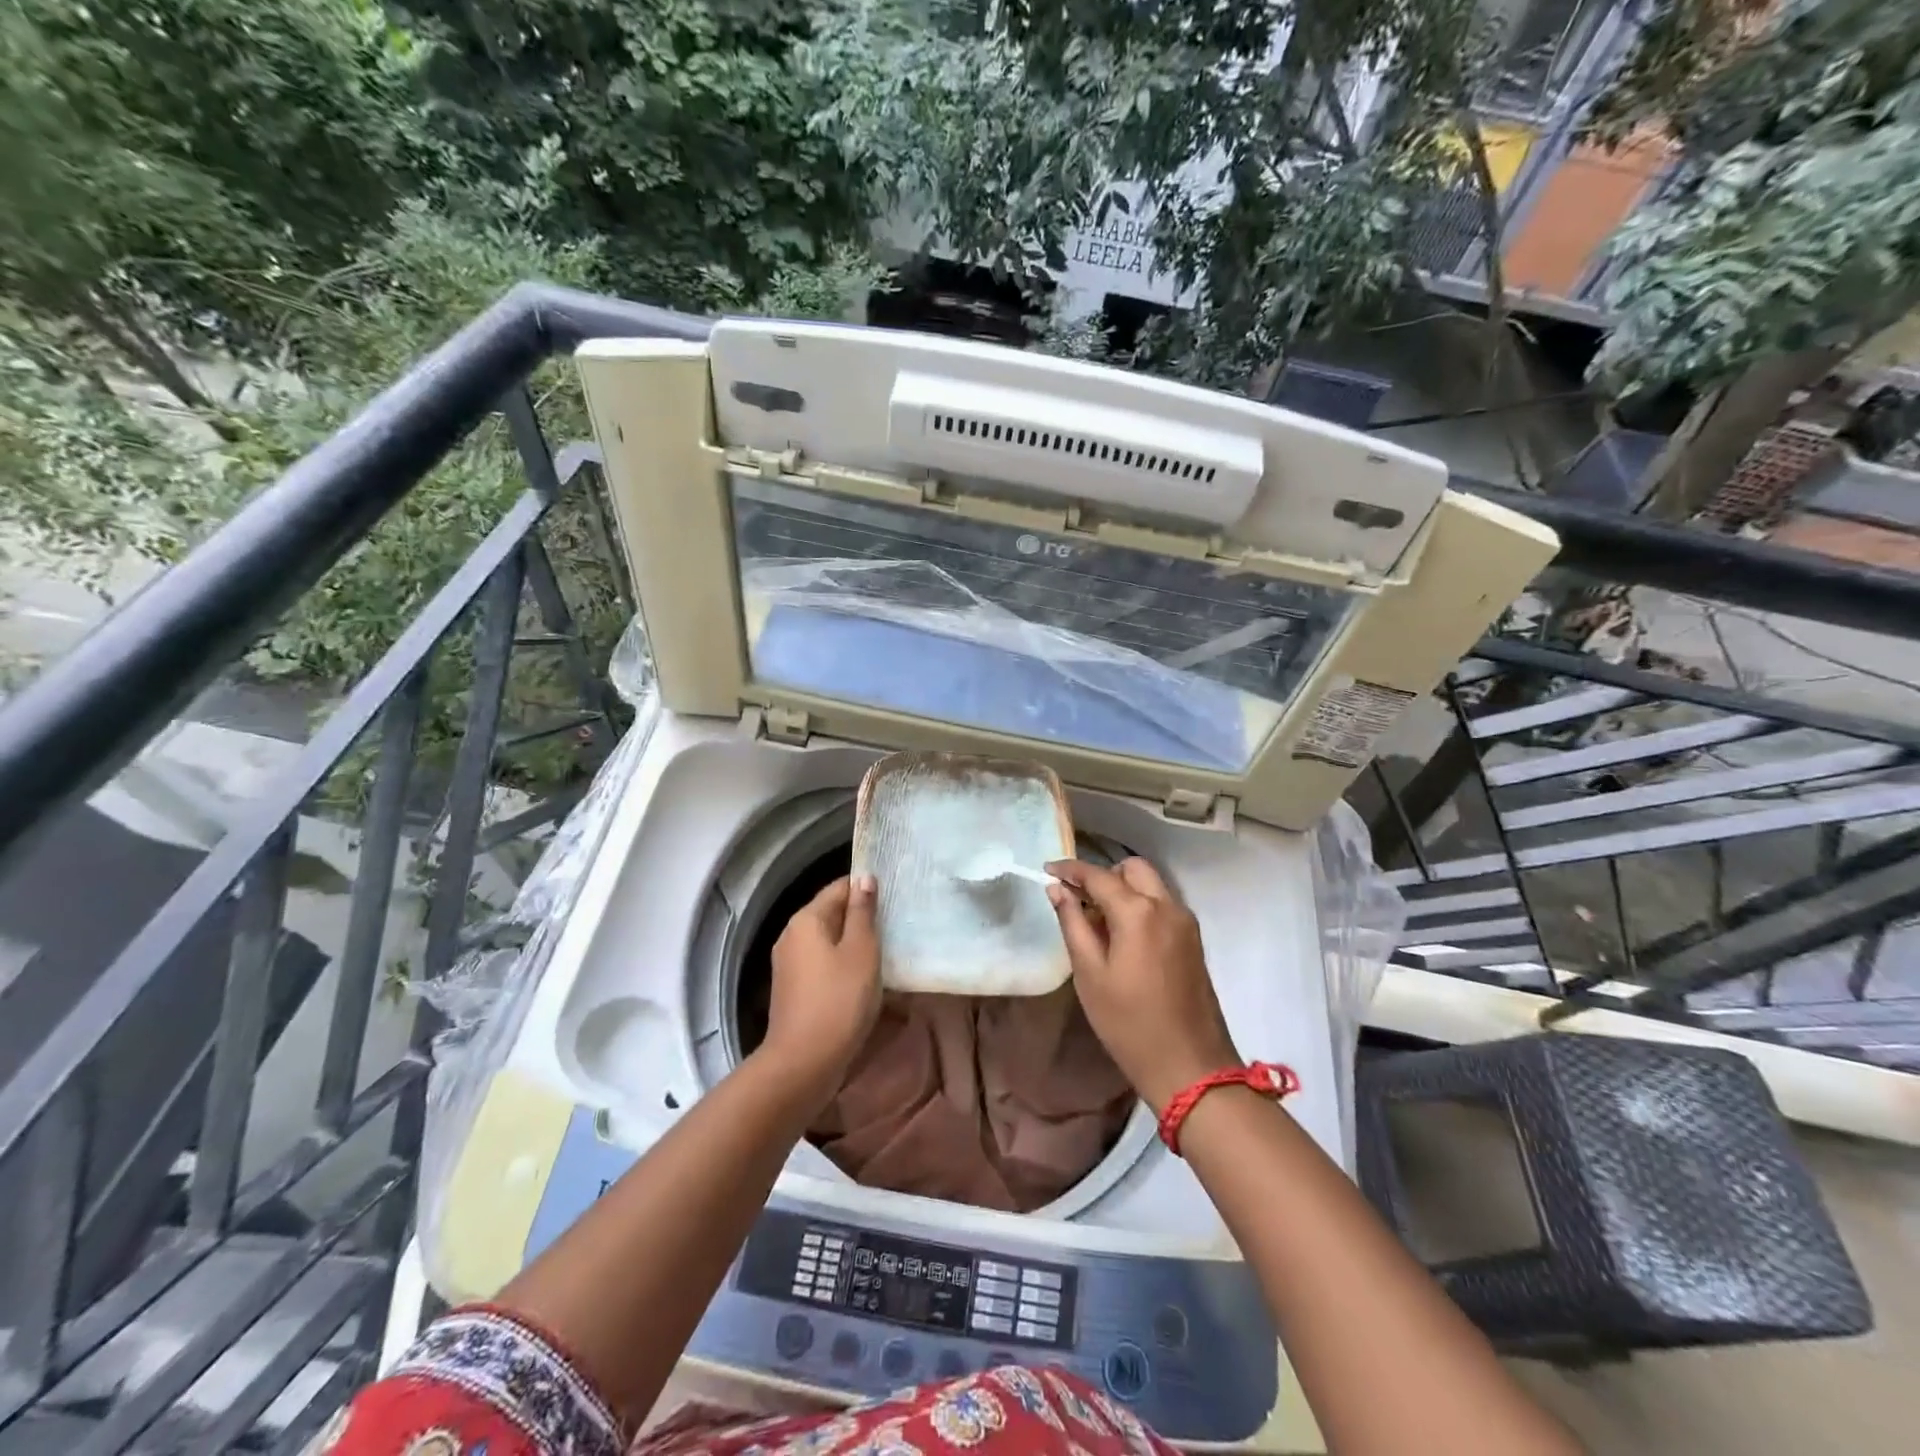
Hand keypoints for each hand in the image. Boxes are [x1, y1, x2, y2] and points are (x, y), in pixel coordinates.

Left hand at [762, 875, 881, 1105]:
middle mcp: (792, 935)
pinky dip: (842, 963)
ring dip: (854, 942)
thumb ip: (862, 913)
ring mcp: (789, 963)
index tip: (895, 896)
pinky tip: (864, 977)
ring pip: (827, 940)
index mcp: (806, 920)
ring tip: (886, 950)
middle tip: (895, 924)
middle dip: (861, 916)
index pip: (839, 888)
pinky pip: (822, 963)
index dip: (866, 888)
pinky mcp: (793, 988)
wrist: (803, 1063)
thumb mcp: (861, 952)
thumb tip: (864, 878)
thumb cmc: (839, 1000)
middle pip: (831, 913)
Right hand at [1046, 858, 1239, 1113]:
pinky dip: (1140, 905)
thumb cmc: (1129, 1023)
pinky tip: (1122, 936)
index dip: (1070, 869)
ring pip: (1151, 884)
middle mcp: (1167, 906)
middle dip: (1103, 874)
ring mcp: (1185, 922)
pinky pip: (1162, 905)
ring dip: (1123, 888)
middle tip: (1077, 898)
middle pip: (1132, 869)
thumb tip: (1057, 890)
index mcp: (1138, 912)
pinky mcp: (1193, 940)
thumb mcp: (1090, 974)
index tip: (1047, 869)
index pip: (1099, 875)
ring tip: (1096, 920)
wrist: (1190, 1068)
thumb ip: (1073, 924)